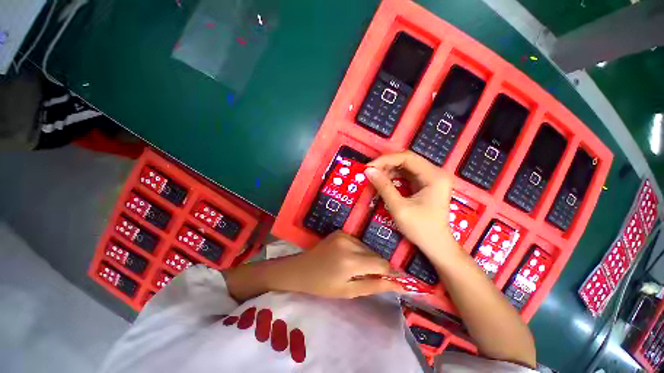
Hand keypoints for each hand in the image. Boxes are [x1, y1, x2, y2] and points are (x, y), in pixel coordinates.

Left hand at [272, 232, 404, 298]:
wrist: (302, 269)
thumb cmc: (323, 285)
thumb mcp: (348, 291)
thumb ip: (374, 286)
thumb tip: (398, 284)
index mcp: (350, 261)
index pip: (381, 264)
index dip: (389, 272)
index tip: (392, 280)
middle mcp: (349, 243)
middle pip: (375, 254)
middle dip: (376, 266)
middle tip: (367, 276)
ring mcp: (344, 234)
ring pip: (367, 248)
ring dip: (367, 258)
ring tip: (355, 268)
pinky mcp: (341, 231)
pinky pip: (358, 242)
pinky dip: (359, 251)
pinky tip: (348, 258)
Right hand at [365, 151, 456, 258]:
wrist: (436, 245)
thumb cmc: (420, 228)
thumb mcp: (399, 208)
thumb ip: (384, 187)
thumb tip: (368, 171)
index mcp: (434, 176)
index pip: (407, 158)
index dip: (386, 160)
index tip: (369, 167)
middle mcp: (435, 173)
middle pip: (407, 160)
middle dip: (387, 164)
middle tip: (370, 171)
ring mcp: (432, 178)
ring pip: (406, 166)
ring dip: (389, 169)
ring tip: (375, 176)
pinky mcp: (427, 183)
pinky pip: (408, 174)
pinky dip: (395, 176)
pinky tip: (384, 180)